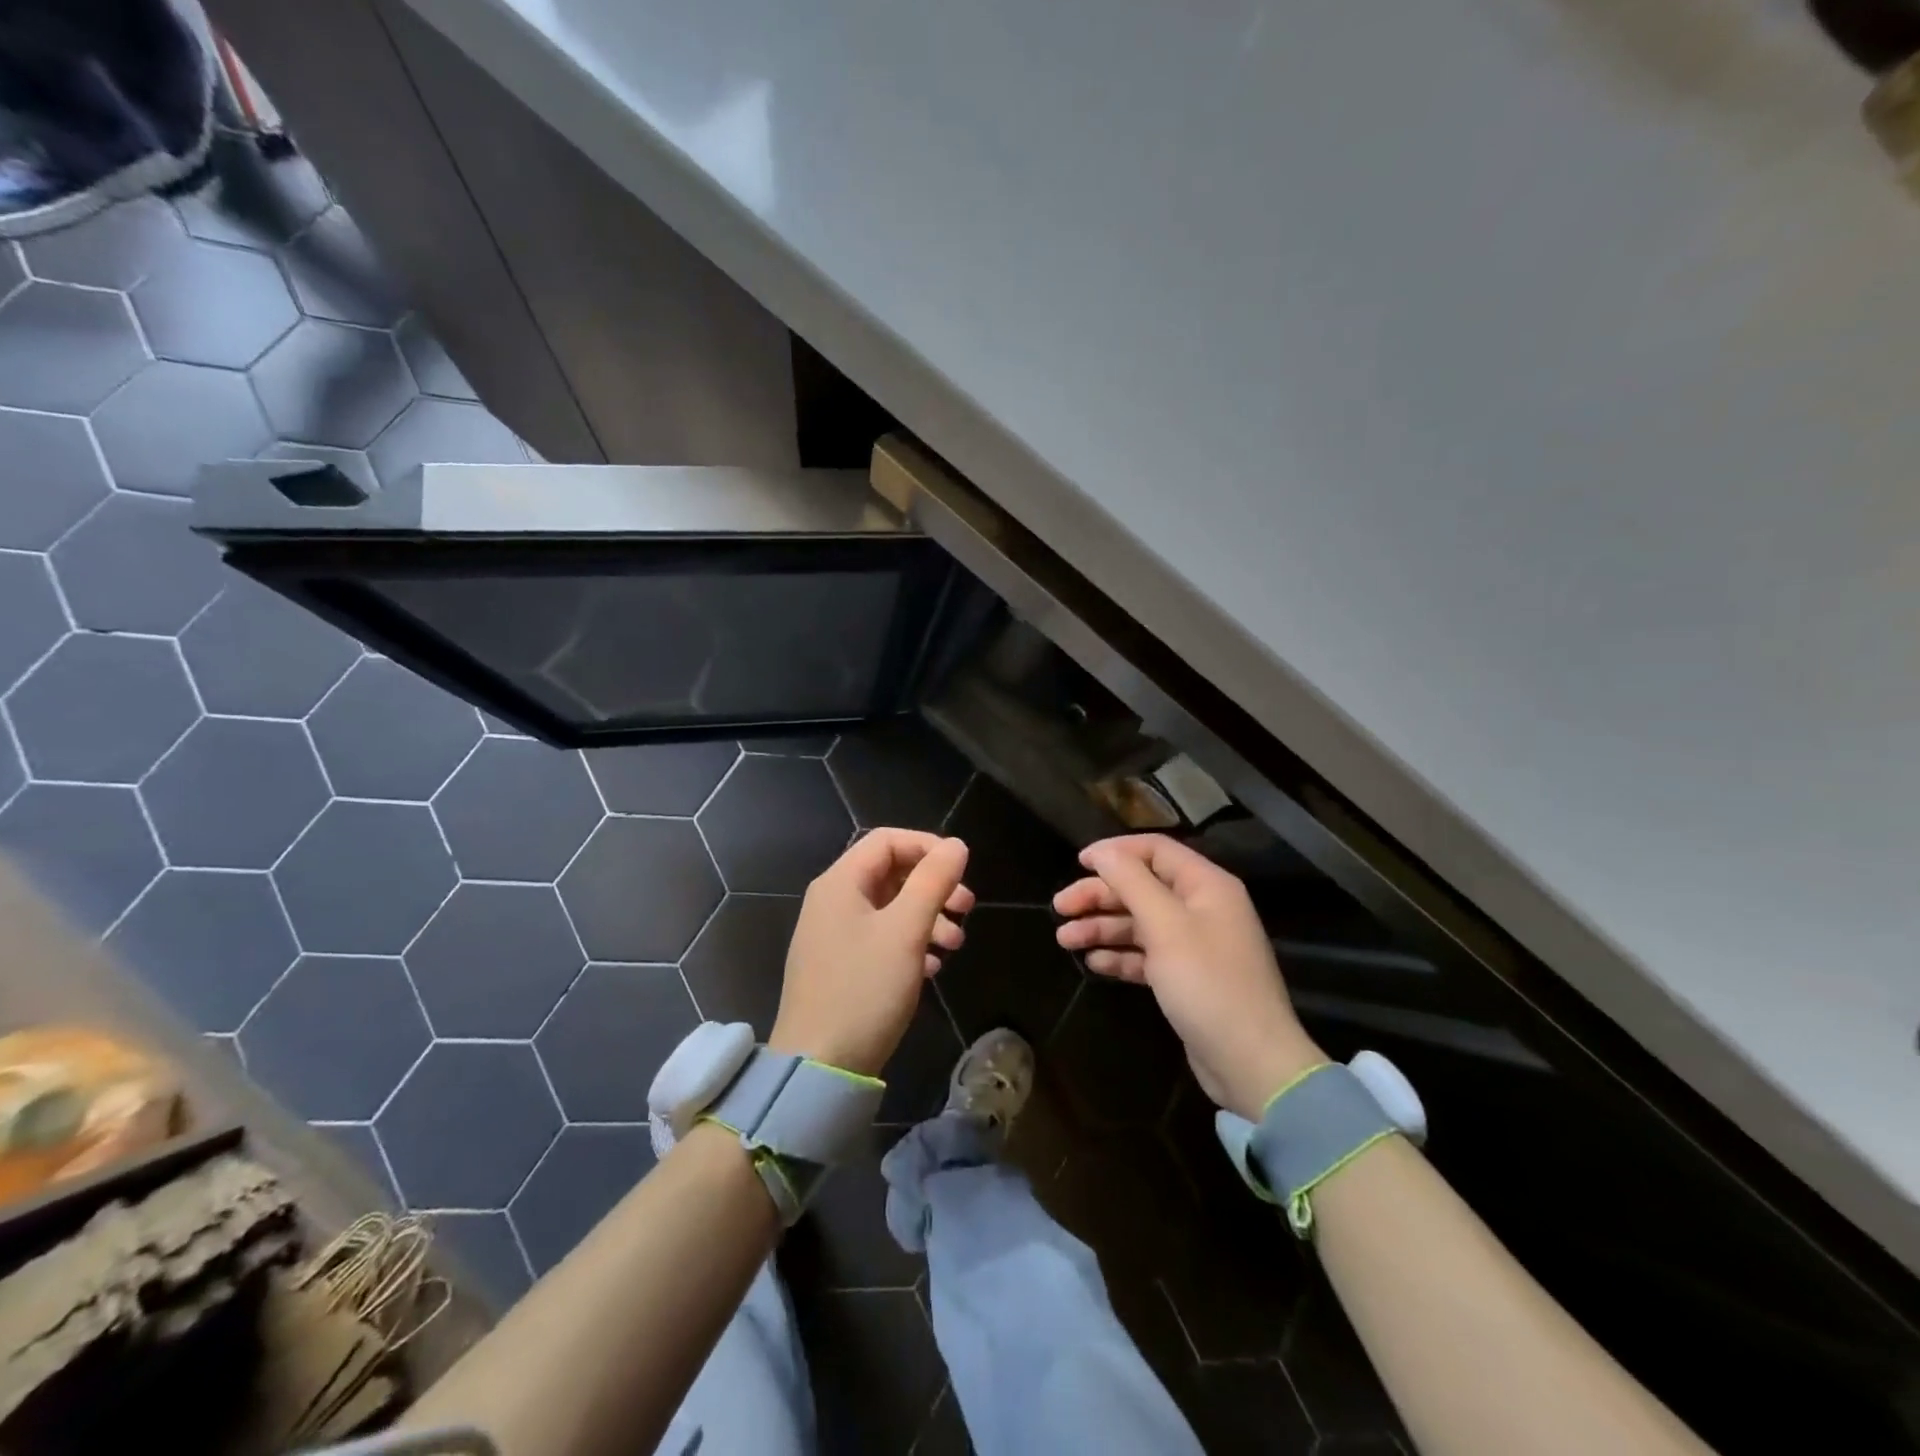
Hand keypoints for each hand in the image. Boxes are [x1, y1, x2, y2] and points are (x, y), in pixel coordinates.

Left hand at [770, 829, 973, 1076]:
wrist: (818, 1067)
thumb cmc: (864, 989)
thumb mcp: (905, 931)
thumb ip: (932, 882)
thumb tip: (956, 845)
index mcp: (840, 883)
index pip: (887, 841)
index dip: (928, 847)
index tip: (962, 870)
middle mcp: (832, 902)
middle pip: (890, 874)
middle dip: (933, 887)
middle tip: (968, 908)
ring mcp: (833, 936)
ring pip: (889, 909)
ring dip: (927, 918)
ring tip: (956, 945)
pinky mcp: (839, 967)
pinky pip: (880, 939)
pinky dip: (910, 943)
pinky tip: (932, 967)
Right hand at [1054, 834, 1321, 1118]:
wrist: (1250, 1062)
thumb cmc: (1208, 983)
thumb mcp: (1166, 926)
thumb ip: (1131, 883)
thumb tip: (1104, 852)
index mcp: (1205, 885)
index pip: (1155, 850)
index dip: (1115, 852)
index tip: (1077, 863)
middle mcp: (1201, 908)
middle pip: (1141, 887)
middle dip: (1100, 895)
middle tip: (1060, 908)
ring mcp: (1194, 944)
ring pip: (1139, 922)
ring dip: (1102, 927)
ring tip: (1065, 940)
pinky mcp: (1185, 977)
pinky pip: (1146, 954)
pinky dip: (1120, 955)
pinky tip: (1094, 962)